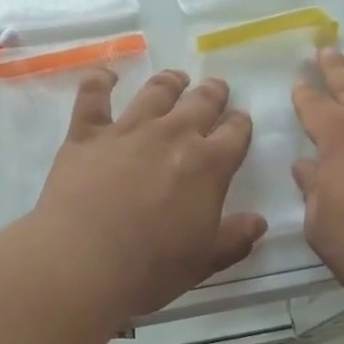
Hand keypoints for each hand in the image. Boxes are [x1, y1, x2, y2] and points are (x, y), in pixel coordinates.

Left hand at [36, 68, 266, 319]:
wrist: (84, 261)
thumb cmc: (150, 268)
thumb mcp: (203, 262)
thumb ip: (234, 239)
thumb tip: (259, 222)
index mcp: (208, 165)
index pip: (234, 133)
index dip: (240, 125)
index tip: (240, 122)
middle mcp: (172, 135)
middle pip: (200, 102)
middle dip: (213, 93)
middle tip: (215, 89)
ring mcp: (128, 129)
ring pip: (156, 91)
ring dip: (170, 82)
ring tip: (176, 79)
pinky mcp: (87, 132)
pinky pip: (93, 95)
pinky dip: (100, 80)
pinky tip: (105, 75)